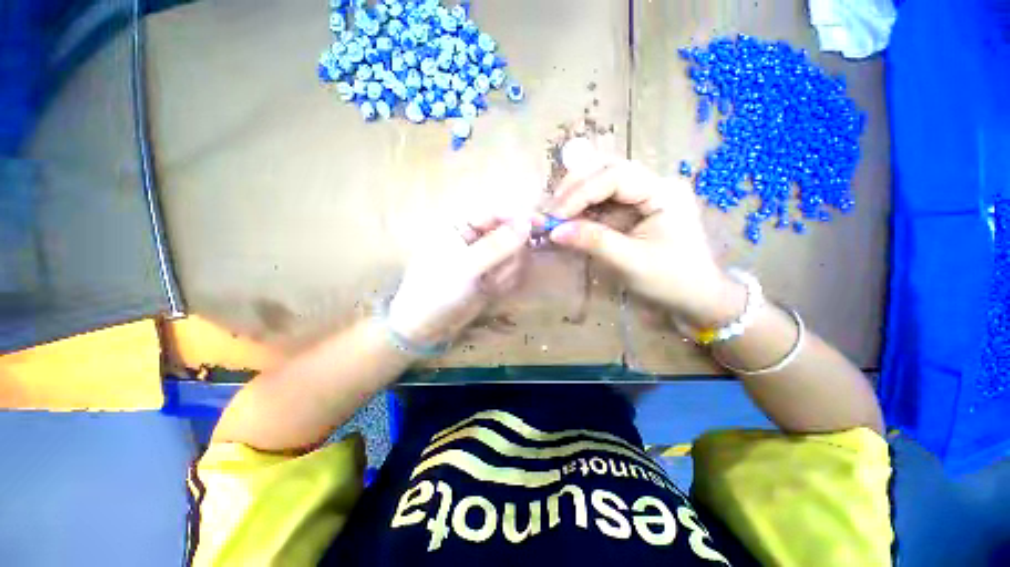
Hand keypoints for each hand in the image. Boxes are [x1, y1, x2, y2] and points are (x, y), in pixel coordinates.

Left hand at [387, 212, 532, 346]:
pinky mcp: (491, 276)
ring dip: (506, 272)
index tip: (542, 225)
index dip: (519, 217)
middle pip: (511, 235)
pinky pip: (510, 272)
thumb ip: (498, 245)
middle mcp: (476, 239)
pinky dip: (504, 282)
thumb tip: (527, 223)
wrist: (428, 325)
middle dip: (510, 255)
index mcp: (463, 227)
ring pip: (514, 255)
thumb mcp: (466, 266)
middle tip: (497, 273)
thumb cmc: (438, 290)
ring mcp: (485, 259)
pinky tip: (489, 291)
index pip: (497, 213)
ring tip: (487, 285)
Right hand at [546, 148, 736, 326]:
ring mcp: (643, 195)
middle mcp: (654, 184)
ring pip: (601, 182)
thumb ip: (593, 242)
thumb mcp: (630, 262)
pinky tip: (568, 220)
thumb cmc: (671, 280)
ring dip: (575, 196)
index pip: (615, 176)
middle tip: (551, 210)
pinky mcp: (633, 209)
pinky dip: (582, 209)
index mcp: (663, 192)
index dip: (580, 193)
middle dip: (575, 187)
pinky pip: (602, 202)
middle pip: (607, 169)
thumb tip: (553, 232)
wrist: (695, 297)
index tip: (555, 217)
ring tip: (555, 215)